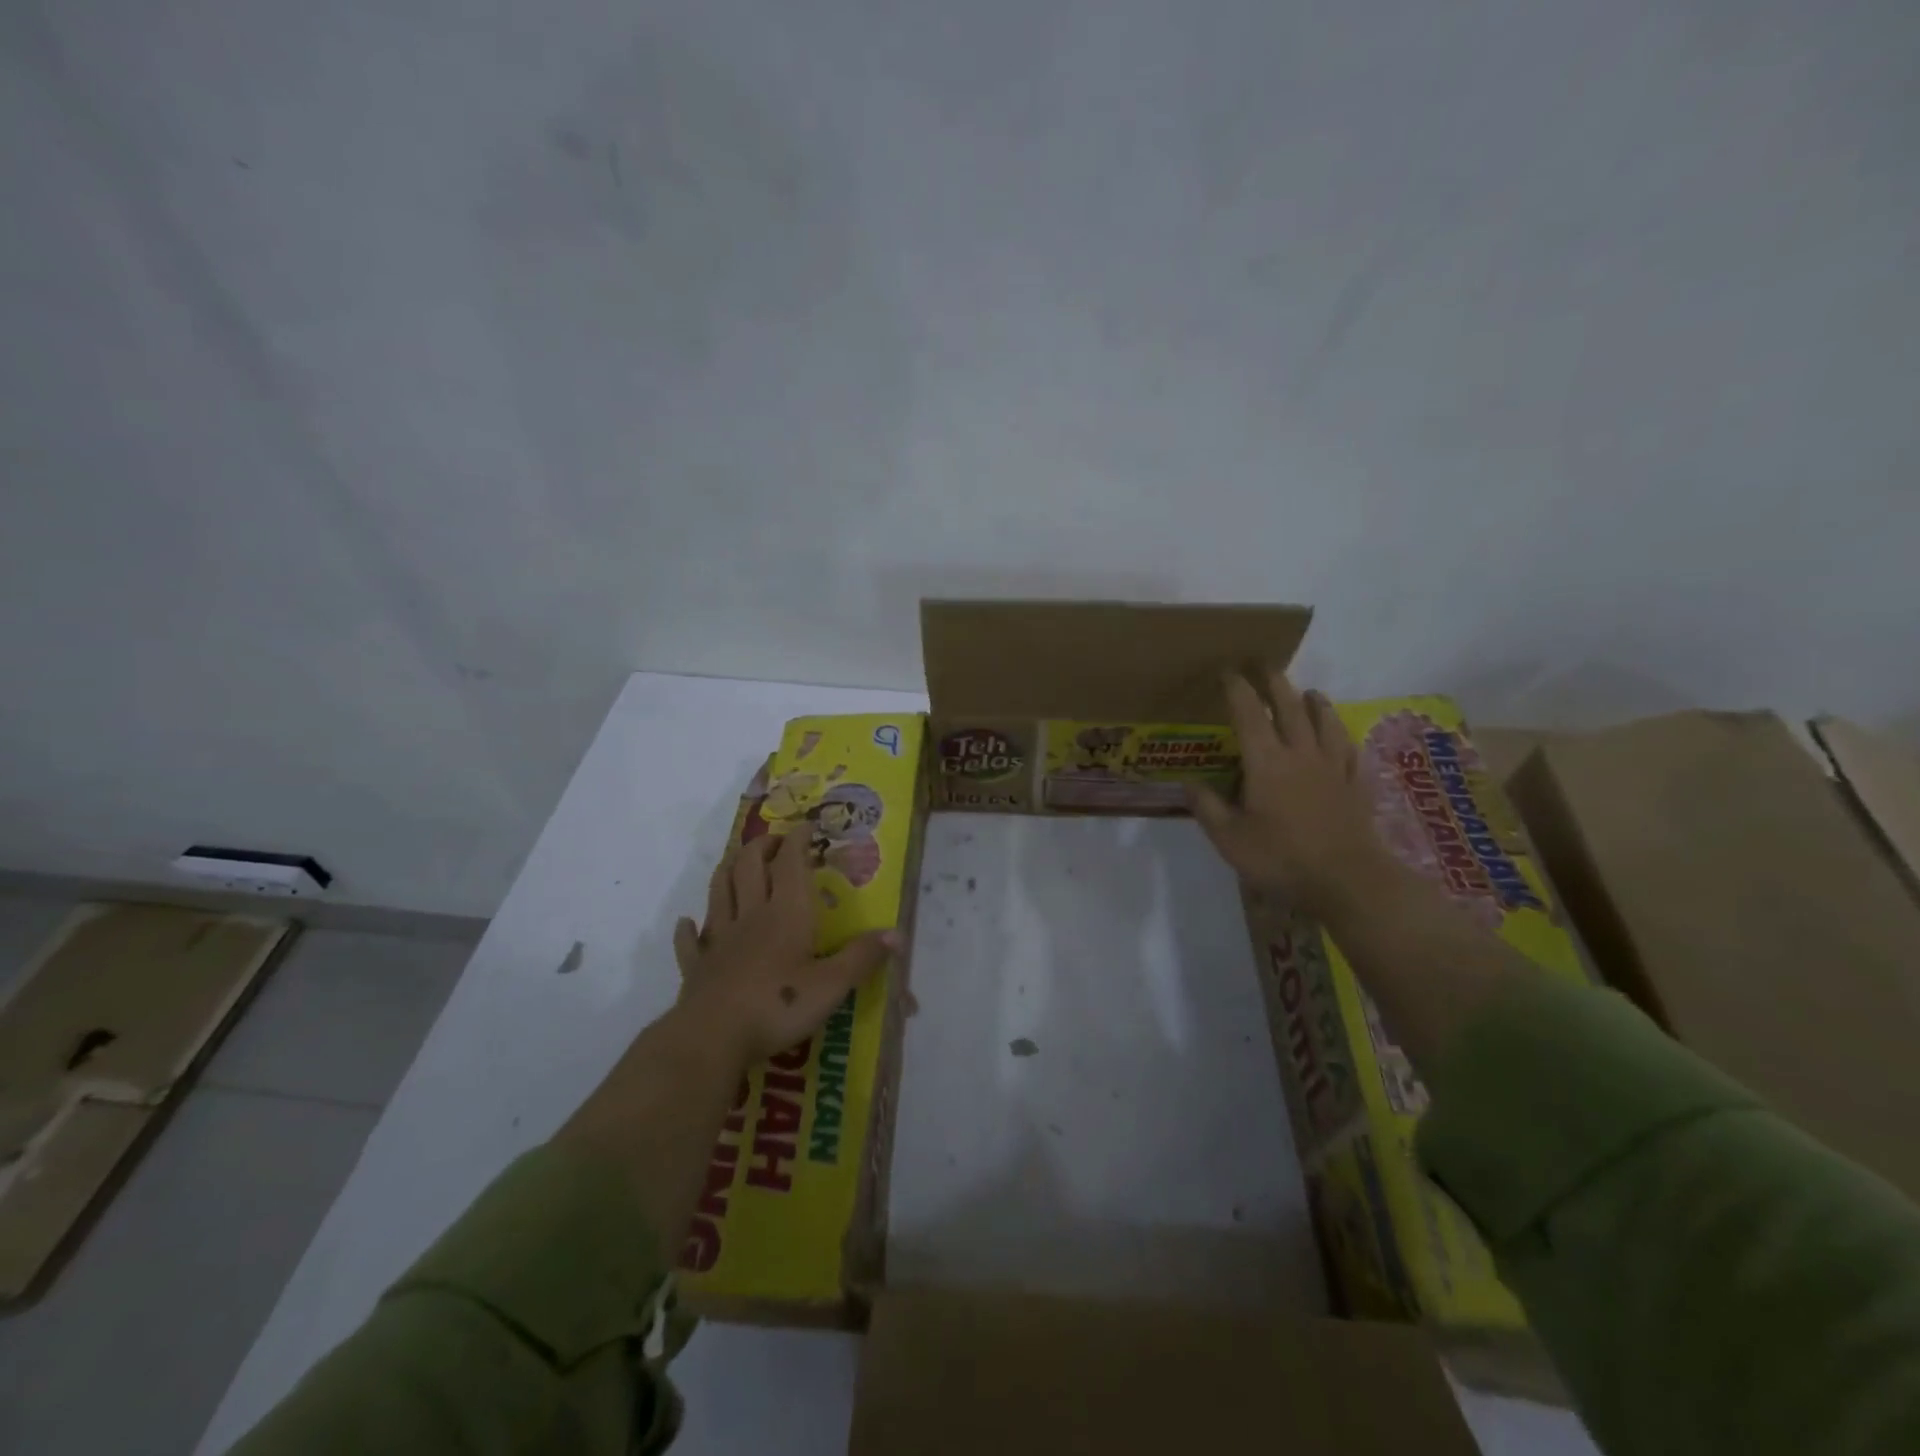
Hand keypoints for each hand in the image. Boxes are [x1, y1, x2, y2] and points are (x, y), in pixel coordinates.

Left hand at [671, 831, 895, 1069]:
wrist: (712, 1038)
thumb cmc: (777, 1006)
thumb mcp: (831, 985)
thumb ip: (862, 958)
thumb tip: (897, 934)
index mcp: (786, 913)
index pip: (789, 862)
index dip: (797, 838)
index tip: (807, 826)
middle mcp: (751, 915)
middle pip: (748, 866)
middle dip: (761, 846)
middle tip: (775, 841)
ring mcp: (719, 940)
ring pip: (718, 891)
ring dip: (727, 870)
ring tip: (736, 861)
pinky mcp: (697, 967)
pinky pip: (690, 941)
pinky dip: (688, 928)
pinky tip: (688, 923)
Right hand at [1190, 670, 1397, 921]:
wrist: (1349, 881)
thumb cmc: (1282, 859)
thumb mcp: (1230, 839)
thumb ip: (1208, 808)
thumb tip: (1188, 783)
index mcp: (1266, 763)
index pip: (1248, 714)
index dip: (1237, 689)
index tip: (1227, 671)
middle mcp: (1301, 754)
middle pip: (1289, 708)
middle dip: (1274, 683)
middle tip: (1264, 665)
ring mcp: (1334, 768)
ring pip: (1325, 722)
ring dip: (1314, 703)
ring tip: (1309, 692)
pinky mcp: (1357, 785)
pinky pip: (1350, 750)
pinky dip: (1342, 735)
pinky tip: (1341, 736)